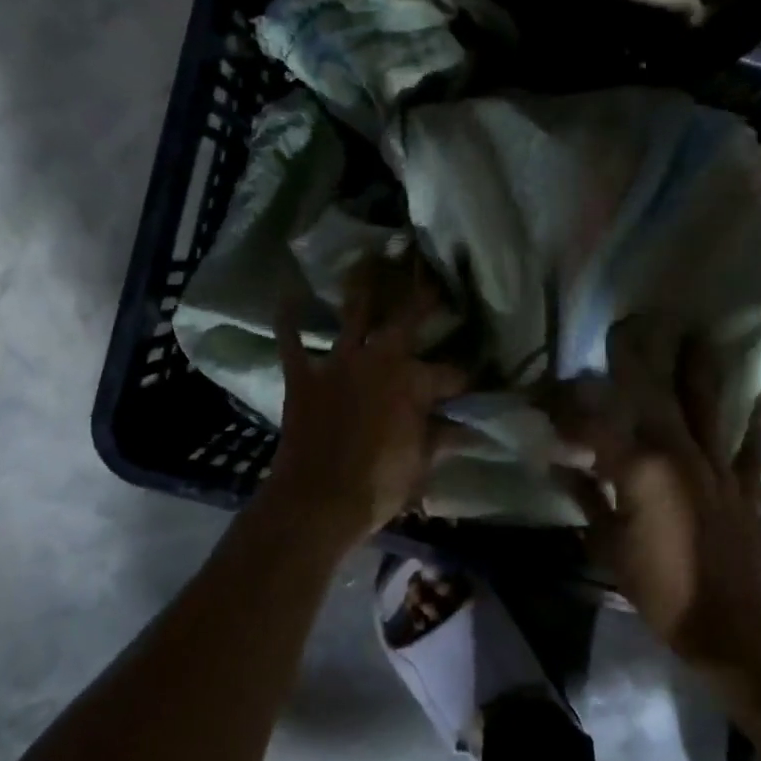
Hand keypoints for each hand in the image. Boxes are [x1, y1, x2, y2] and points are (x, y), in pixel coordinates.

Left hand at [260, 255, 467, 552]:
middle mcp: (379, 360)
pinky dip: (289, 320)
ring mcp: (338, 364)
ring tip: (366, 260)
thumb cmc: (378, 485)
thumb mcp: (421, 462)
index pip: (450, 374)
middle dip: (422, 299)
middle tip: (432, 279)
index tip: (474, 380)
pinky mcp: (304, 376)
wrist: (317, 500)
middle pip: (406, 321)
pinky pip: (293, 342)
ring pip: (353, 316)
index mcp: (414, 383)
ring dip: (361, 289)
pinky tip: (287, 296)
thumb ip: (443, 436)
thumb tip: (471, 427)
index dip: (464, 378)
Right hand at [547, 317, 760, 675]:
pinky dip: (758, 422)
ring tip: (699, 336)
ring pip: (707, 408)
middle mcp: (679, 454)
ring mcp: (717, 467)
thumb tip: (556, 465)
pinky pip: (753, 449)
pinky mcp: (746, 486)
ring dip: (700, 371)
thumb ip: (585, 497)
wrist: (726, 625)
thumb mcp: (606, 544)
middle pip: (655, 397)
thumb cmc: (657, 587)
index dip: (567, 409)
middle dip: (637, 360)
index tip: (548, 394)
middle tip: (627, 327)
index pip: (594, 427)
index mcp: (639, 469)